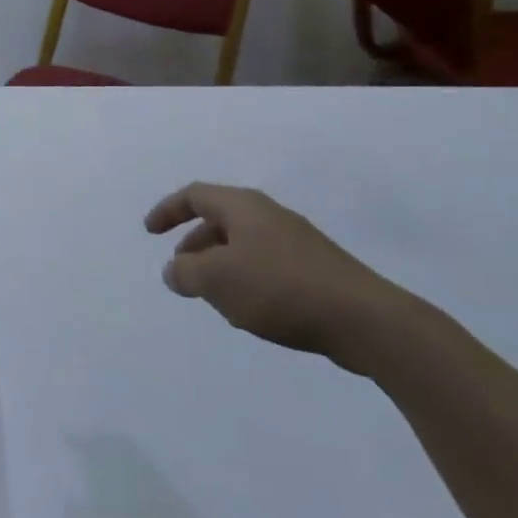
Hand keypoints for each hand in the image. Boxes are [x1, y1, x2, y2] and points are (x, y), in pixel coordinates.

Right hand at [145, 182, 408, 369]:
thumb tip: (175, 270)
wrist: (367, 321)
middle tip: (181, 270)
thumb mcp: (216, 279)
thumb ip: (184, 272)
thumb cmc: (280, 288)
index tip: (150, 232)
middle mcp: (269, 215)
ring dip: (220, 265)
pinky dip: (247, 279)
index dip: (167, 210)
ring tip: (214, 297)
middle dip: (194, 243)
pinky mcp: (317, 270)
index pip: (194, 195)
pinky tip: (252, 310)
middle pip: (219, 219)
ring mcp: (297, 242)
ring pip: (244, 244)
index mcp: (243, 206)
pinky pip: (267, 265)